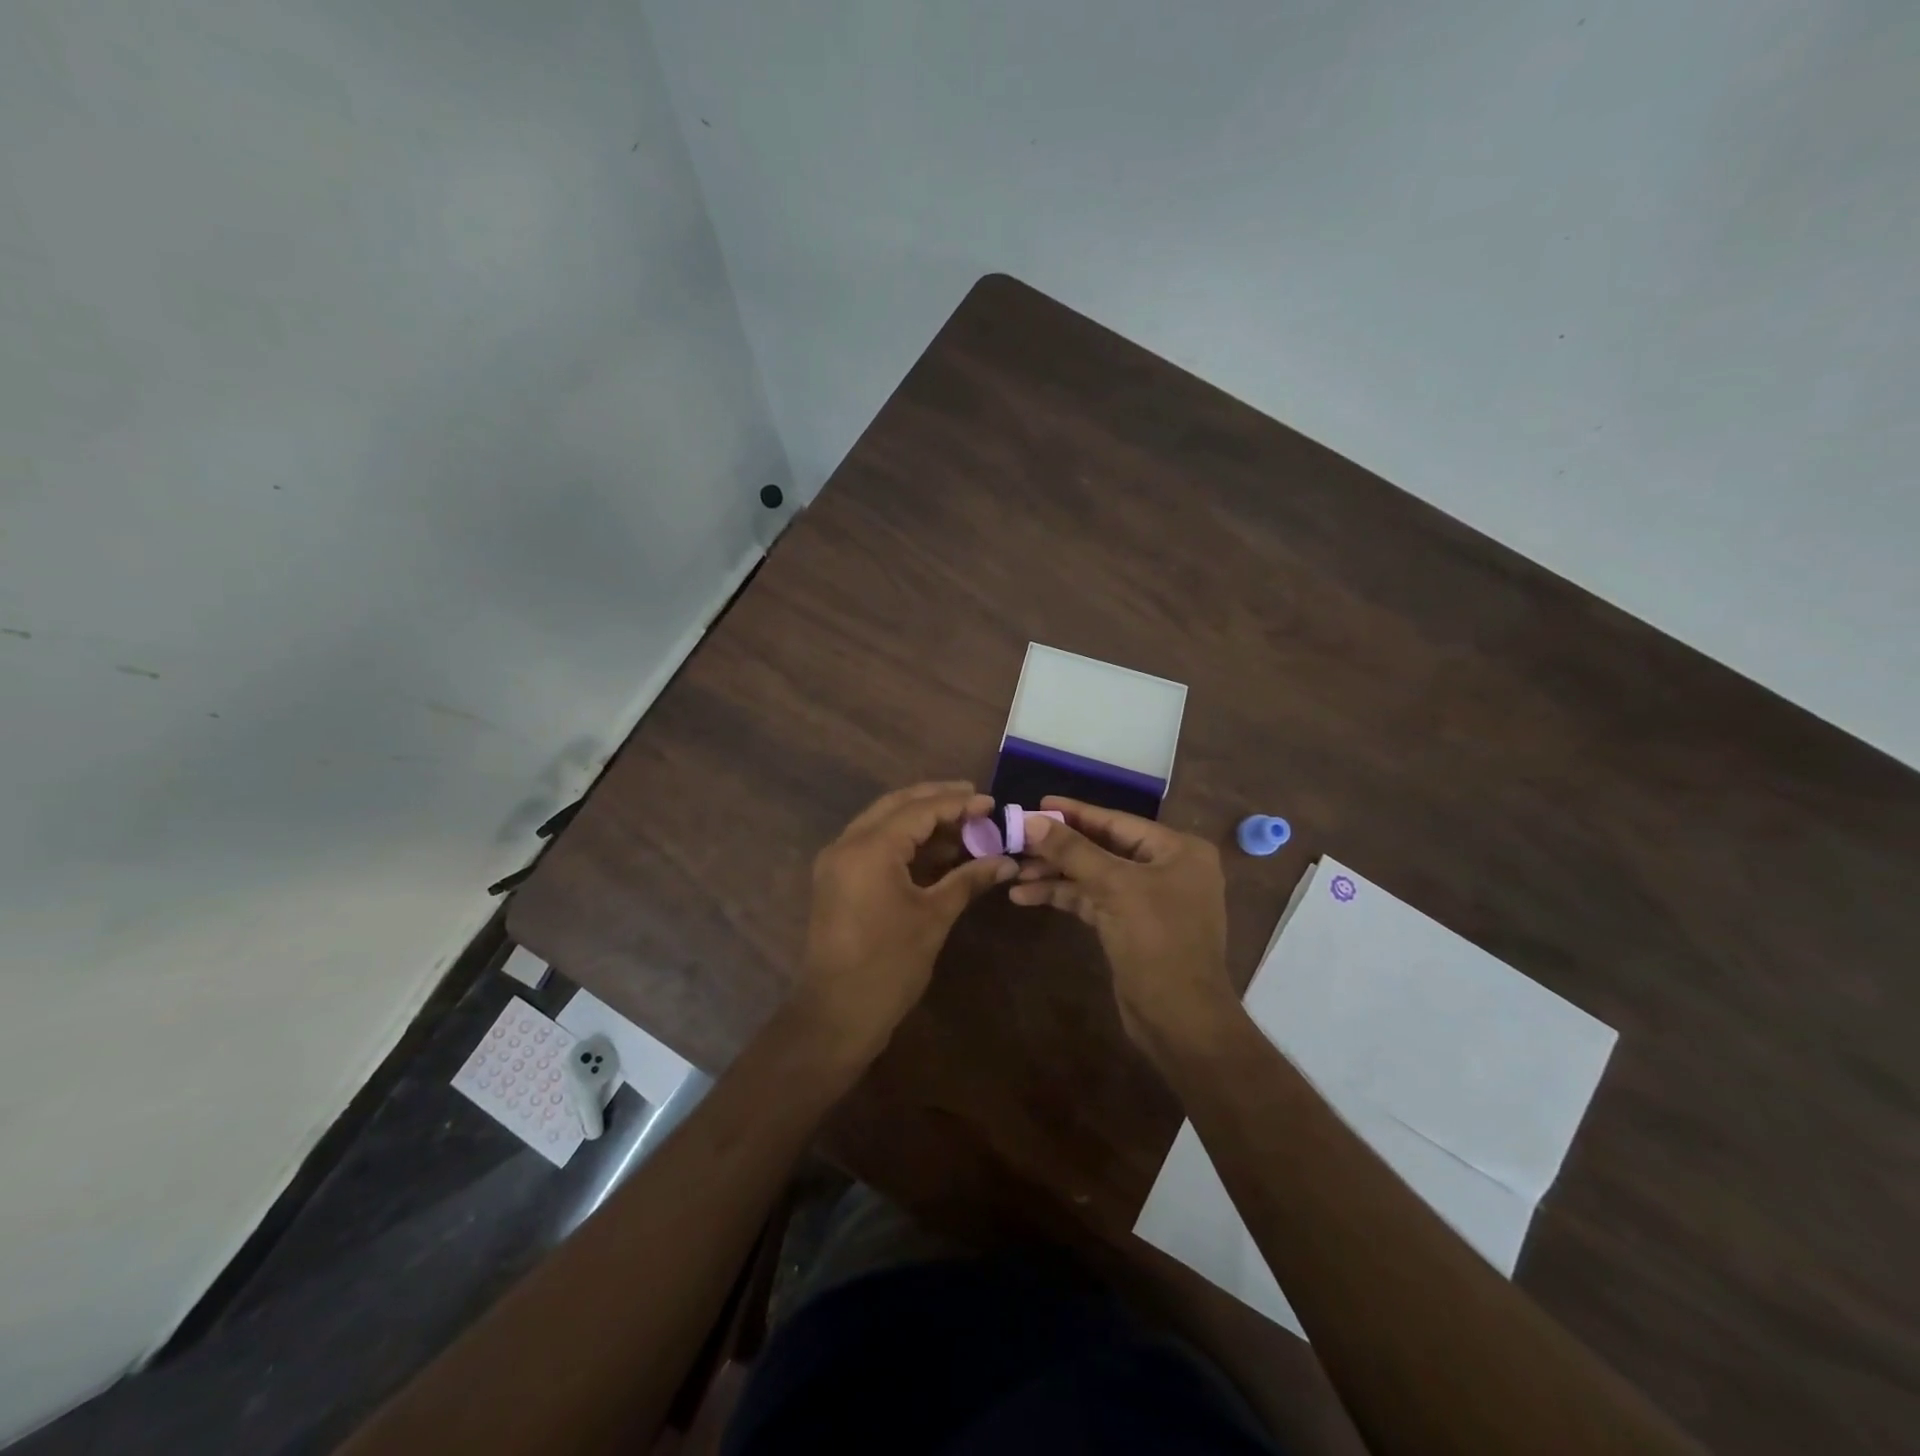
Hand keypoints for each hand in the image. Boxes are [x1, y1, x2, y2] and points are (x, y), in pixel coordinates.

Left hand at [798, 782, 1017, 1061]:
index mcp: (870, 848)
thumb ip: (968, 879)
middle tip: (975, 800)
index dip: (958, 803)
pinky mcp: (837, 879)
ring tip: (963, 825)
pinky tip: (937, 850)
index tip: (991, 802)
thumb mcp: (934, 917)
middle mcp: (847, 843)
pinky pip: (874, 844)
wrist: (837, 1014)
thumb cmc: (889, 965)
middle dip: (937, 799)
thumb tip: (1007, 861)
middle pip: (896, 805)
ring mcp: (837, 861)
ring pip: (883, 822)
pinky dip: (904, 841)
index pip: (919, 809)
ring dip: (921, 820)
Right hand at [1011, 798, 1237, 1064]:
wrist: (1181, 1021)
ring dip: (1055, 874)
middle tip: (1016, 839)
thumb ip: (1073, 851)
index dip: (1075, 812)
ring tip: (1013, 871)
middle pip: (1103, 847)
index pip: (1117, 821)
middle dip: (1059, 847)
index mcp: (1177, 850)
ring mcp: (1149, 898)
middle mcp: (1167, 868)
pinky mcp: (1131, 925)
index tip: (1037, 803)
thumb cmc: (1158, 943)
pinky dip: (1064, 896)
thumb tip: (1032, 820)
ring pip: (1094, 875)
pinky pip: (1093, 899)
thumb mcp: (1114, 888)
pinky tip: (1026, 896)